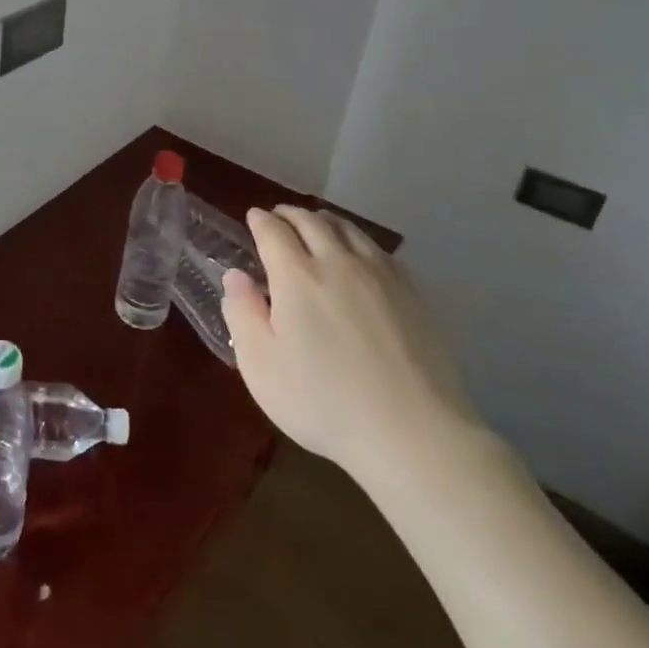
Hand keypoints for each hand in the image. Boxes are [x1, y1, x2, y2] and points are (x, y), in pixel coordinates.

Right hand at [222, 207, 486, 490]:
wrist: (412, 433)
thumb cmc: (323, 401)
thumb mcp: (261, 366)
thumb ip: (242, 313)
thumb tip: (235, 276)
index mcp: (297, 275)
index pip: (273, 231)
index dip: (260, 221)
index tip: (253, 217)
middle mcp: (338, 262)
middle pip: (312, 221)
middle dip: (290, 214)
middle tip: (279, 216)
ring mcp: (381, 275)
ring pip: (349, 229)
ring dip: (325, 220)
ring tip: (316, 225)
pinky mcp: (413, 294)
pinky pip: (379, 250)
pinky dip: (358, 240)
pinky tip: (359, 254)